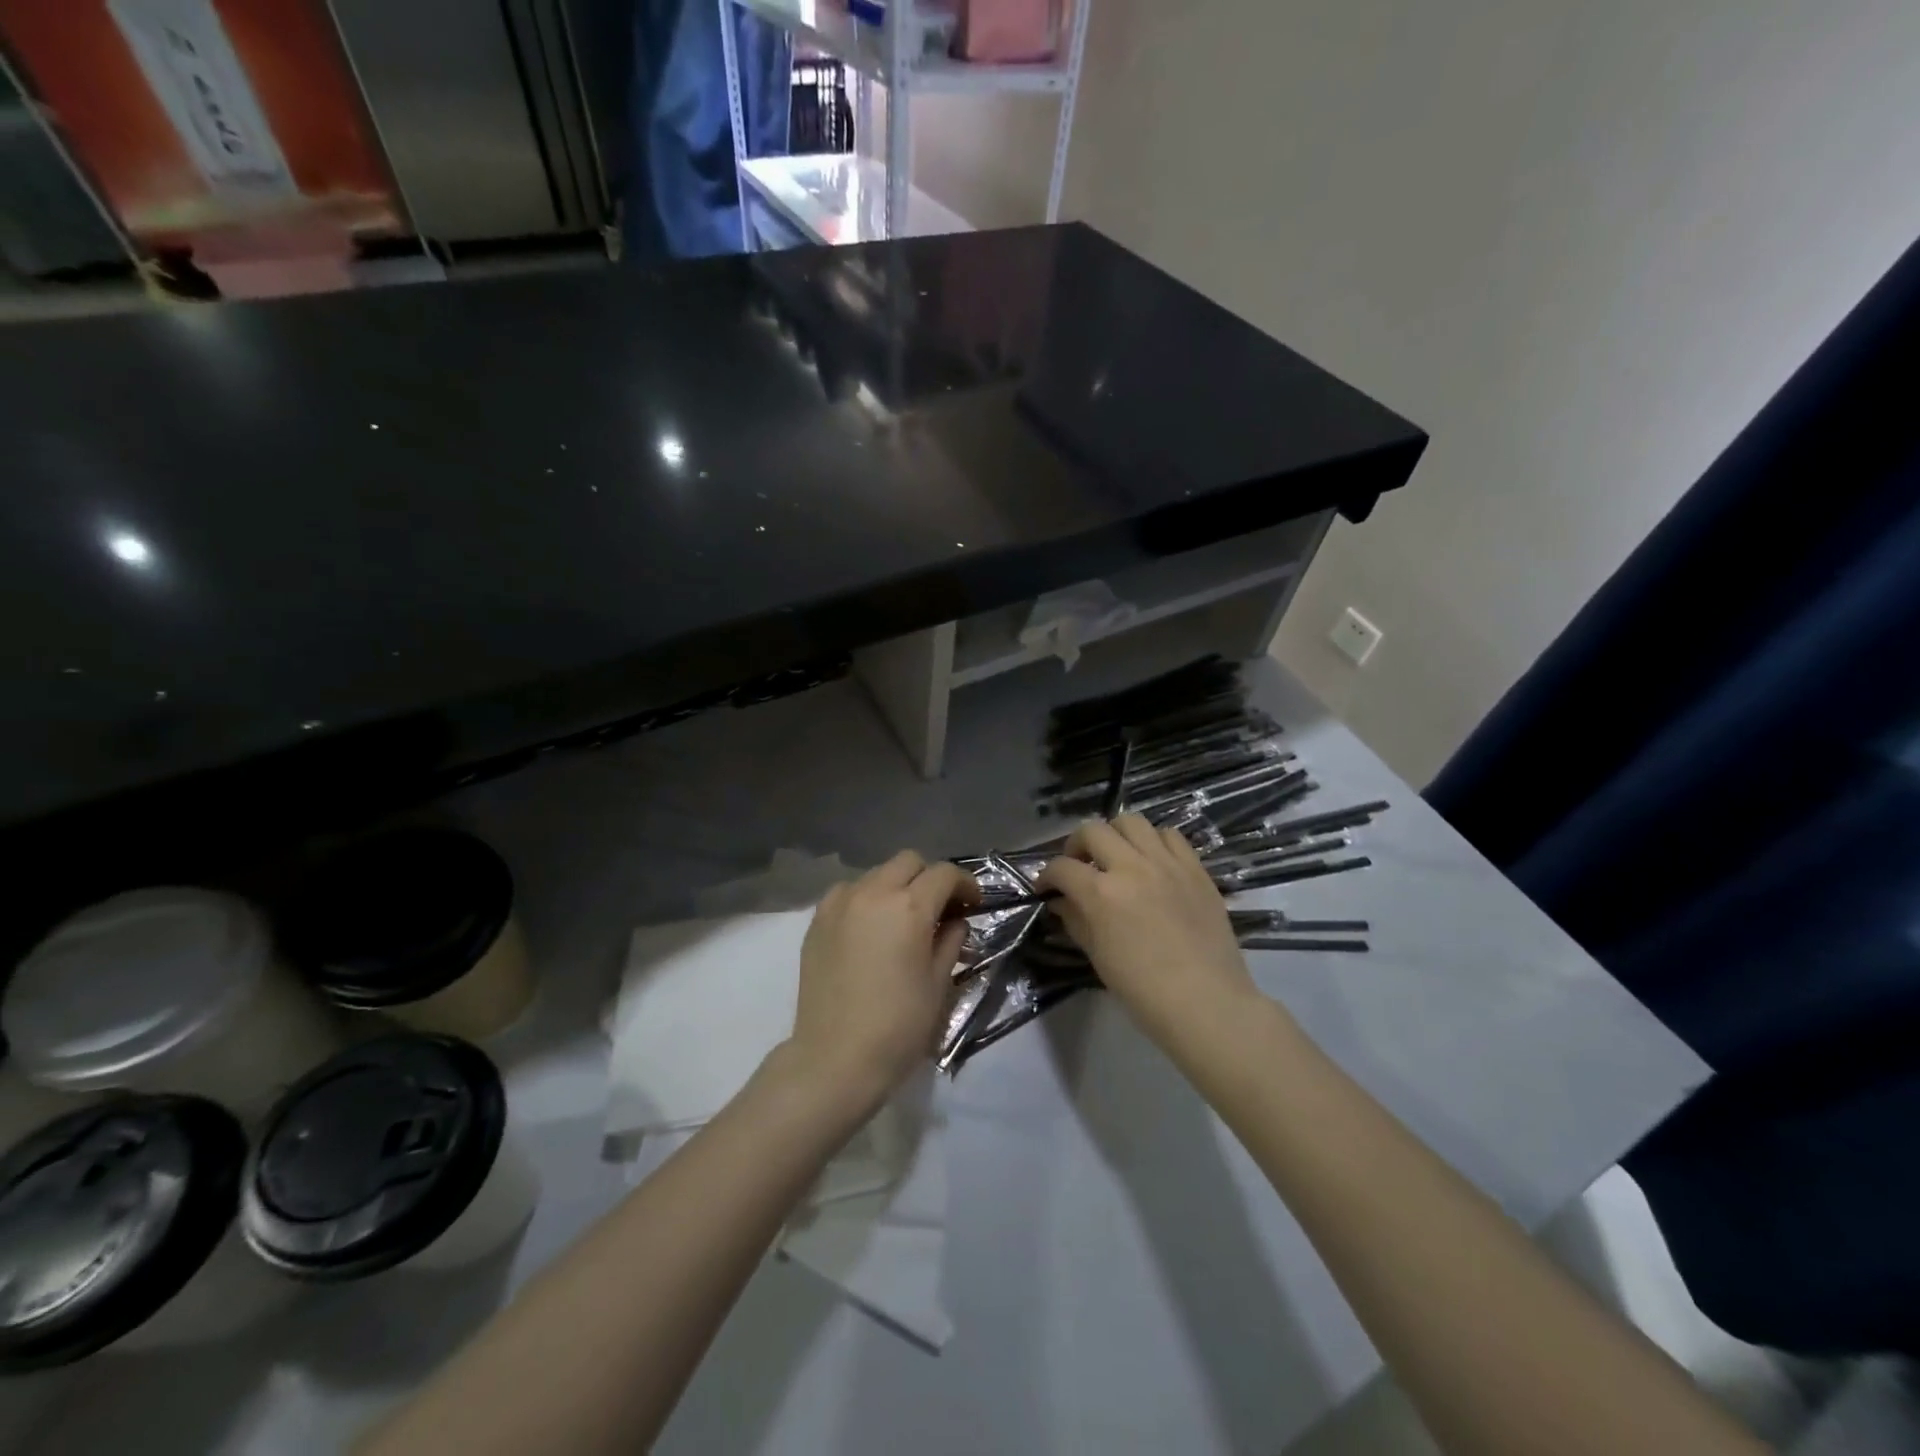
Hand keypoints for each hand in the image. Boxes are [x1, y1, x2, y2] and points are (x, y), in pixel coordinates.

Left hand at [788, 851, 980, 1107]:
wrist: (835, 1059)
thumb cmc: (898, 1026)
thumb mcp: (939, 984)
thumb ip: (950, 941)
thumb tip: (955, 922)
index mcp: (909, 906)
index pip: (944, 874)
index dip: (965, 884)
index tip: (973, 904)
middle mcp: (873, 892)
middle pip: (909, 862)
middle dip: (929, 878)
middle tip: (939, 909)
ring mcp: (840, 903)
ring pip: (877, 873)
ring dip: (896, 886)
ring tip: (901, 919)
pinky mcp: (817, 920)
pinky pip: (848, 892)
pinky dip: (866, 898)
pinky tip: (870, 928)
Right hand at [1036, 815, 1257, 1044]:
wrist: (1207, 1003)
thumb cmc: (1143, 989)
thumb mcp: (1098, 956)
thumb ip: (1076, 920)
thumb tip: (1061, 902)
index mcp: (1102, 893)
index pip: (1062, 868)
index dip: (1047, 876)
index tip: (1046, 889)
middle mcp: (1132, 867)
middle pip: (1093, 830)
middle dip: (1076, 845)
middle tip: (1078, 866)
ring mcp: (1167, 864)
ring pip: (1132, 822)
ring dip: (1116, 835)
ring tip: (1116, 857)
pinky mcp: (1196, 869)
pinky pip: (1171, 836)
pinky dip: (1154, 843)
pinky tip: (1152, 863)